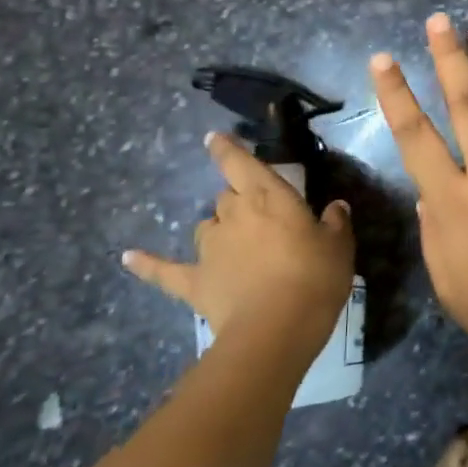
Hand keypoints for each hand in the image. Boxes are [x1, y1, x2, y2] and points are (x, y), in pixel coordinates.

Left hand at [123, 133, 353, 351]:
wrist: (277, 328)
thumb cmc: (315, 278)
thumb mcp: (339, 247)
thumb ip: (335, 223)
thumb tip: (335, 207)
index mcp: (268, 196)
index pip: (240, 163)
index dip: (227, 149)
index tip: (214, 138)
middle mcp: (233, 214)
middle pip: (227, 197)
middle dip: (239, 202)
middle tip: (261, 220)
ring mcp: (210, 248)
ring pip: (206, 227)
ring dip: (217, 230)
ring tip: (233, 245)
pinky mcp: (195, 281)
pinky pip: (164, 271)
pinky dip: (147, 264)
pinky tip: (128, 257)